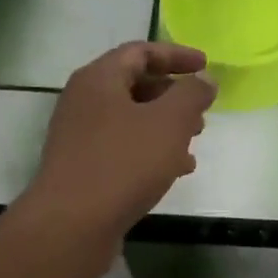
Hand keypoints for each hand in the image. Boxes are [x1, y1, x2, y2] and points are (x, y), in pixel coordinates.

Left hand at [26, 42, 215, 238]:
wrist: (71, 225)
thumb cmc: (123, 163)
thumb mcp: (169, 122)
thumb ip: (191, 94)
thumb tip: (203, 80)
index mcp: (99, 79)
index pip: (140, 52)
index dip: (176, 55)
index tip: (206, 66)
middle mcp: (84, 101)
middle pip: (135, 84)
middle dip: (173, 95)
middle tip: (202, 110)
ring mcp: (81, 136)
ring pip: (131, 119)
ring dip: (166, 125)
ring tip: (194, 141)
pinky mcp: (84, 167)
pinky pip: (123, 147)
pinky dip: (151, 150)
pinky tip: (175, 171)